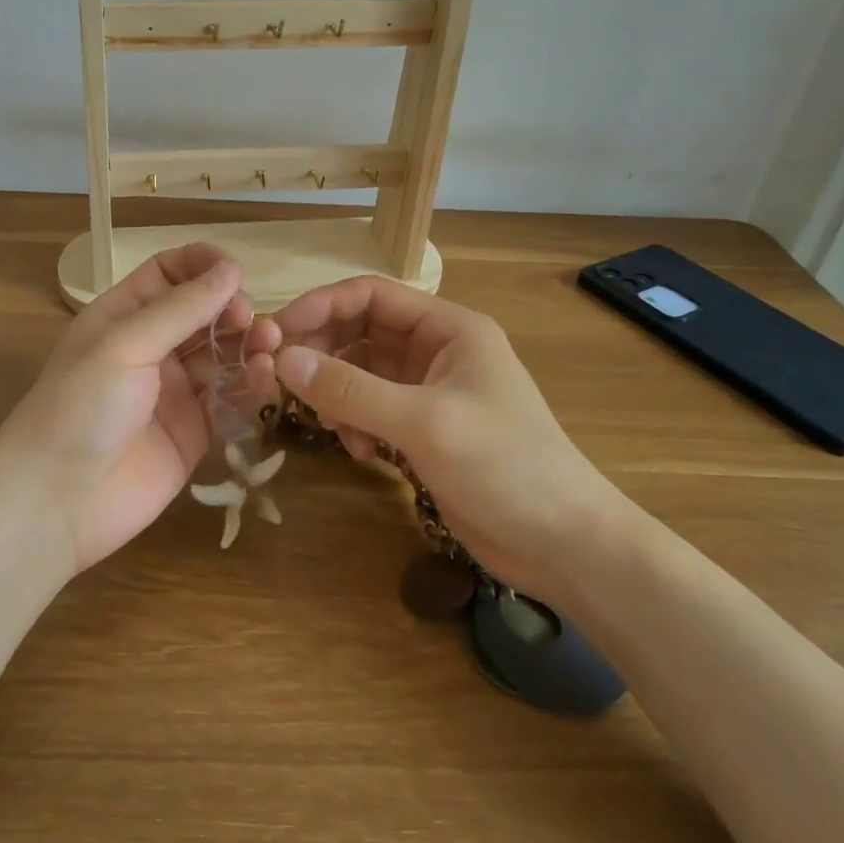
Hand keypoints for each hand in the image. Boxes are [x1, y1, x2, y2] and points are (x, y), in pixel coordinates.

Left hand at [0, 244, 275, 573]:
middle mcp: (151, 348)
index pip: (168, 273)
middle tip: (249, 319)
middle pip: (202, 313)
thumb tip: (231, 268)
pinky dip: (249, 385)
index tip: (235, 271)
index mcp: (124, 316)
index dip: (201, 265)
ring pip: (222, 354)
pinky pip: (229, 399)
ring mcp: (174, 391)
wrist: (59, 501)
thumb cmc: (81, 406)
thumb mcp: (126, 345)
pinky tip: (262, 378)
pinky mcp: (195, 431)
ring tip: (268, 345)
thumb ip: (181, 308)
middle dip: (231, 308)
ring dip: (247, 344)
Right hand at [272, 276, 631, 603]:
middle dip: (322, 351)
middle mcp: (435, 351)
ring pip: (360, 372)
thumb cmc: (506, 468)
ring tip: (326, 422)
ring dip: (336, 392)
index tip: (278, 333)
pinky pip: (369, 408)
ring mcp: (428, 391)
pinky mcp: (421, 430)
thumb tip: (282, 360)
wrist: (565, 547)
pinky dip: (353, 423)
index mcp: (448, 328)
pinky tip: (358, 452)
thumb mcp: (425, 423)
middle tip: (282, 377)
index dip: (321, 306)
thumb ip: (351, 390)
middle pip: (360, 331)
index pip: (371, 295)